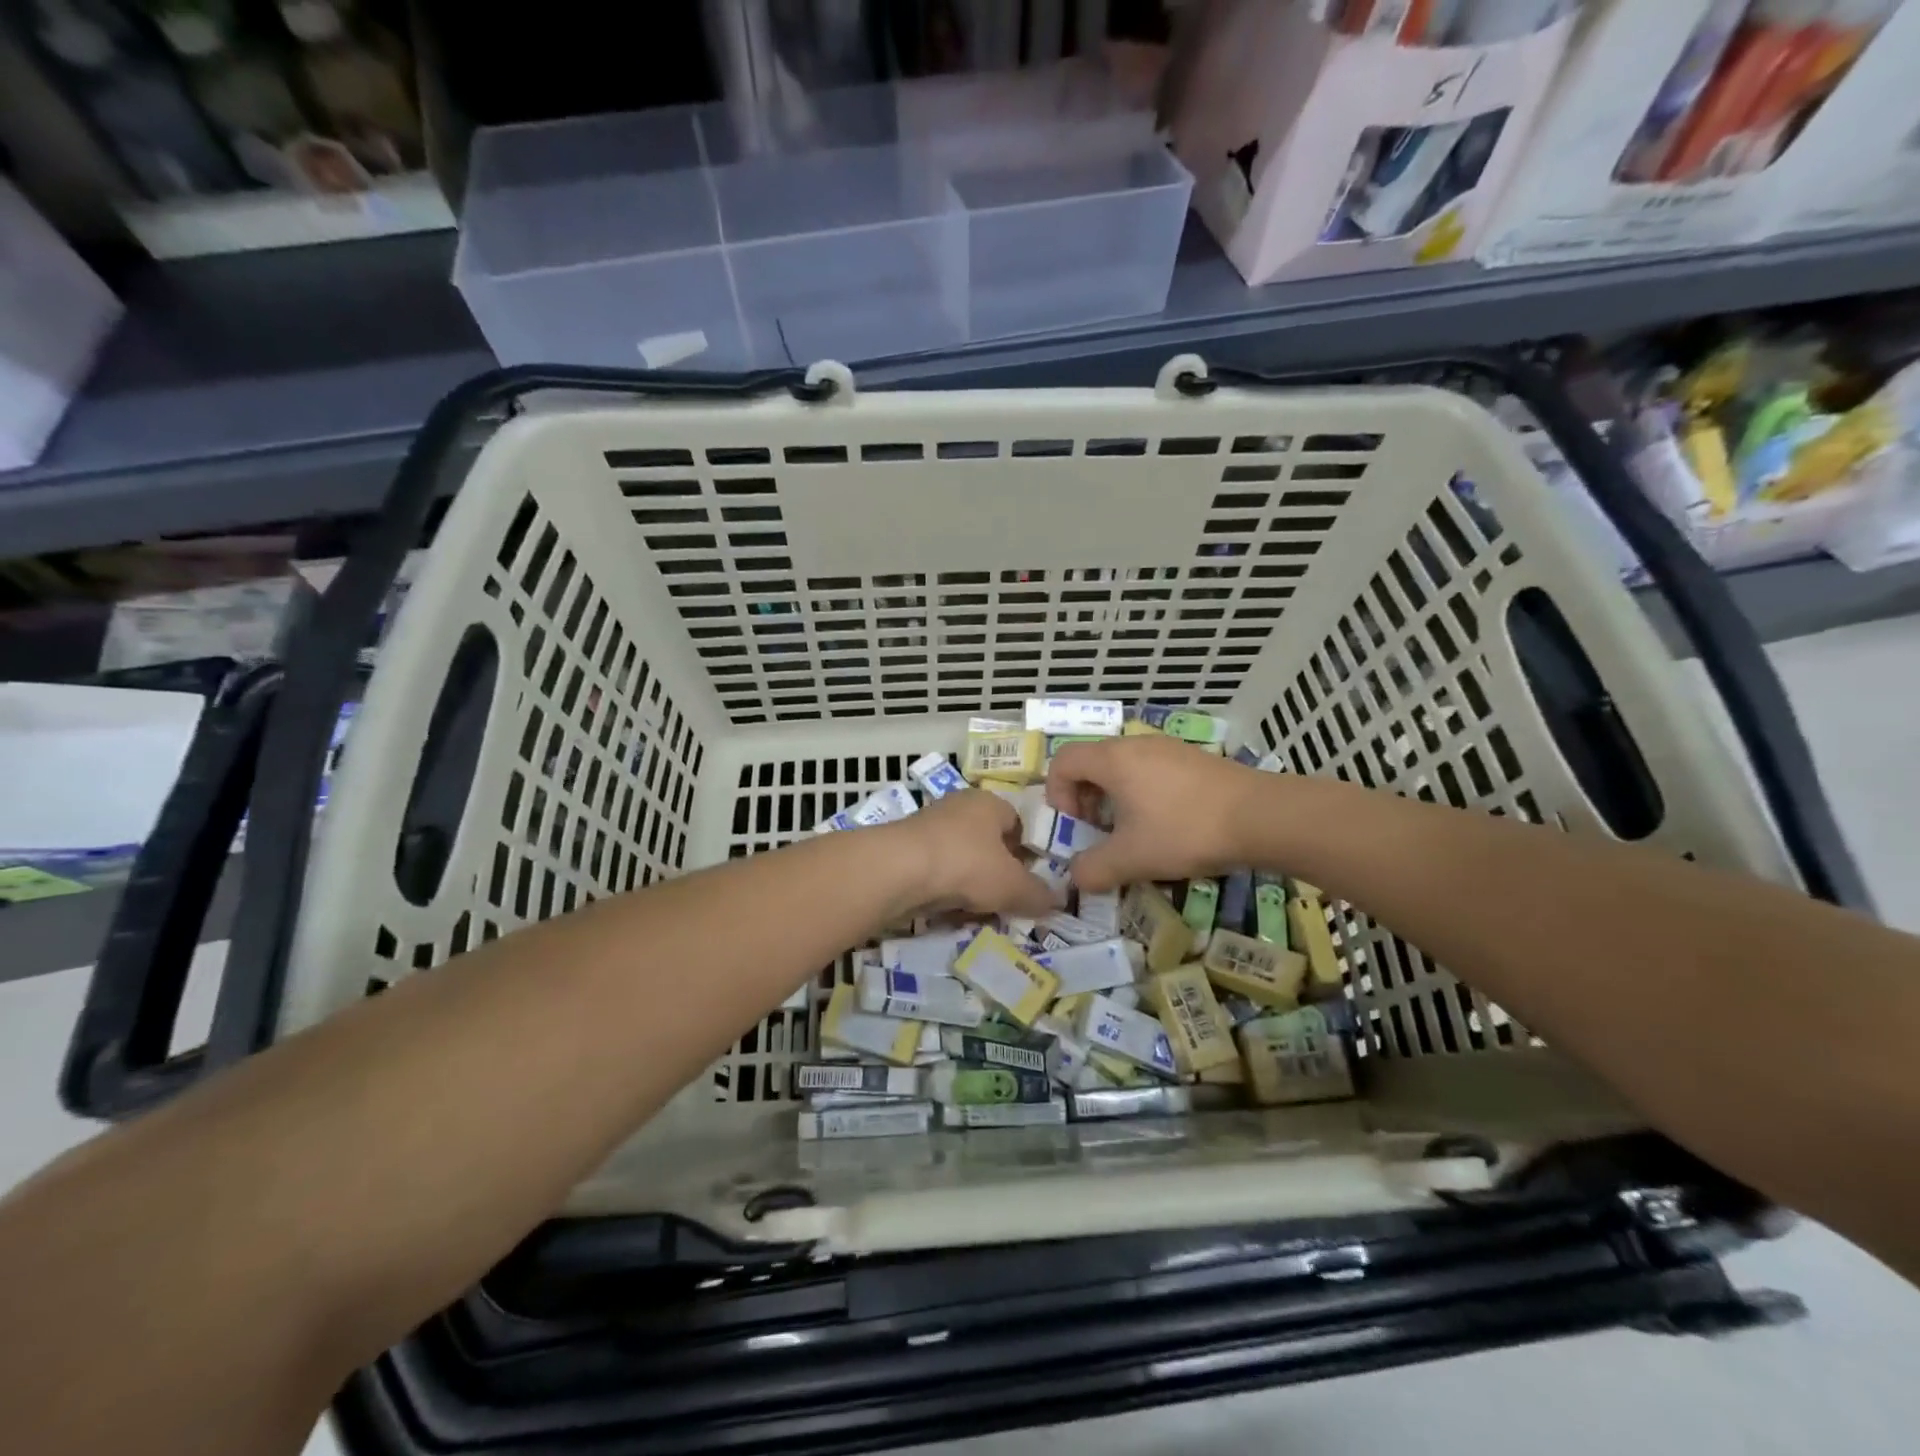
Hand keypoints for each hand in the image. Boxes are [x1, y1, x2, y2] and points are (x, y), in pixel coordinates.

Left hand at [885, 790, 1058, 918]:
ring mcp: (929, 828)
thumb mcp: (1013, 885)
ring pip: (962, 860)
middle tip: (1009, 900)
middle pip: (989, 842)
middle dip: (999, 872)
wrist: (897, 872)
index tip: (1033, 881)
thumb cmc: (966, 865)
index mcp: (989, 802)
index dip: (1029, 852)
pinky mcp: (906, 851)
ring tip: (980, 911)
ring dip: (971, 885)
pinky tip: (950, 912)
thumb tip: (1056, 901)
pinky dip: (945, 891)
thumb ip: (1038, 894)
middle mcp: (959, 807)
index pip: (1019, 823)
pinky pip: (937, 873)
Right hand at [1046, 736, 1256, 892]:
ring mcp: (1168, 747)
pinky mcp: (1193, 758)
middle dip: (1085, 798)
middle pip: (1092, 762)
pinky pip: (1151, 769)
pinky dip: (1143, 792)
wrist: (1260, 816)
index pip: (1063, 761)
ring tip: (1133, 831)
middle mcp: (1136, 744)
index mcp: (1113, 760)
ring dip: (1115, 797)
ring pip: (1123, 766)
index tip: (1075, 825)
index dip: (1057, 793)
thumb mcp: (1131, 859)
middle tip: (1099, 831)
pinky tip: (1167, 823)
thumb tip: (1076, 877)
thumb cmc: (1184, 831)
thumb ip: (1093, 870)